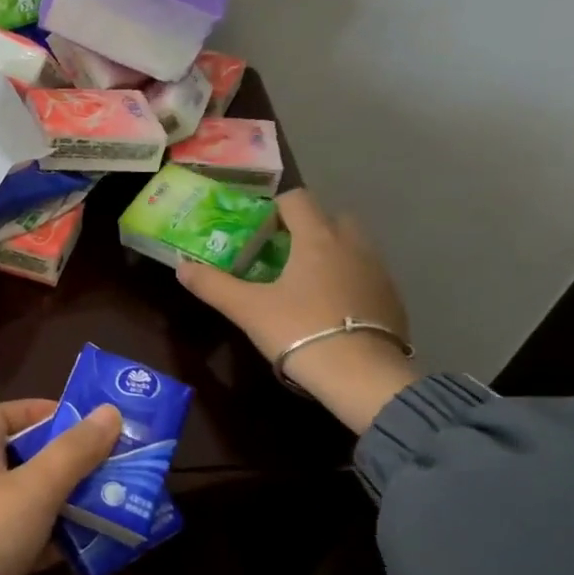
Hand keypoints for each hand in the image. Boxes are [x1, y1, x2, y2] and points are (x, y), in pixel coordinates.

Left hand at [0, 398, 120, 574]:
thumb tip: (110, 410)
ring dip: (76, 502)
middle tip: (120, 459)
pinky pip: (40, 547)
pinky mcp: (0, 573)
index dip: (35, 410)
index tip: (81, 417)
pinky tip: (105, 545)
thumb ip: (73, 451)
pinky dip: (68, 543)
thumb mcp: (33, 486)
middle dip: (71, 459)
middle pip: (27, 462)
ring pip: (39, 506)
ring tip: (126, 498)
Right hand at [177, 189, 417, 433]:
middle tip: (281, 258)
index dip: (275, 209)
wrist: (361, 375)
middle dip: (307, 229)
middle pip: (330, 217)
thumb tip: (181, 266)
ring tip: (306, 287)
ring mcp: (378, 270)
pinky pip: (366, 275)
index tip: (258, 233)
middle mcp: (352, 244)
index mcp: (317, 238)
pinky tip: (332, 311)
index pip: (297, 199)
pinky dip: (349, 281)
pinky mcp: (392, 298)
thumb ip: (213, 285)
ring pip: (352, 246)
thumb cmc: (299, 331)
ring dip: (330, 255)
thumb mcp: (248, 309)